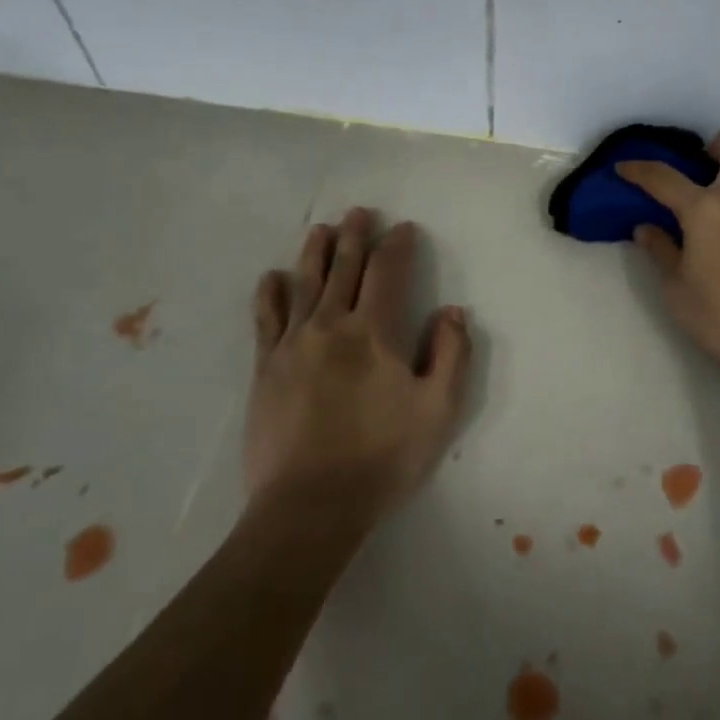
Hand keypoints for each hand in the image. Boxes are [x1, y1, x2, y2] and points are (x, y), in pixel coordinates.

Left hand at [244, 209, 471, 526]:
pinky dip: (270, 294)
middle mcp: (330, 326)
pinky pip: (266, 319)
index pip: (386, 273)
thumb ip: (451, 354)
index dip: (397, 246)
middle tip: (360, 212)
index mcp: (373, 333)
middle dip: (355, 236)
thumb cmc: (382, 458)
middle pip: (343, 268)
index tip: (404, 228)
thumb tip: (453, 310)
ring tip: (321, 229)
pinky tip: (273, 278)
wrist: (310, 506)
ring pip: (304, 284)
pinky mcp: (266, 368)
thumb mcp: (437, 410)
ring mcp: (292, 345)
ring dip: (315, 252)